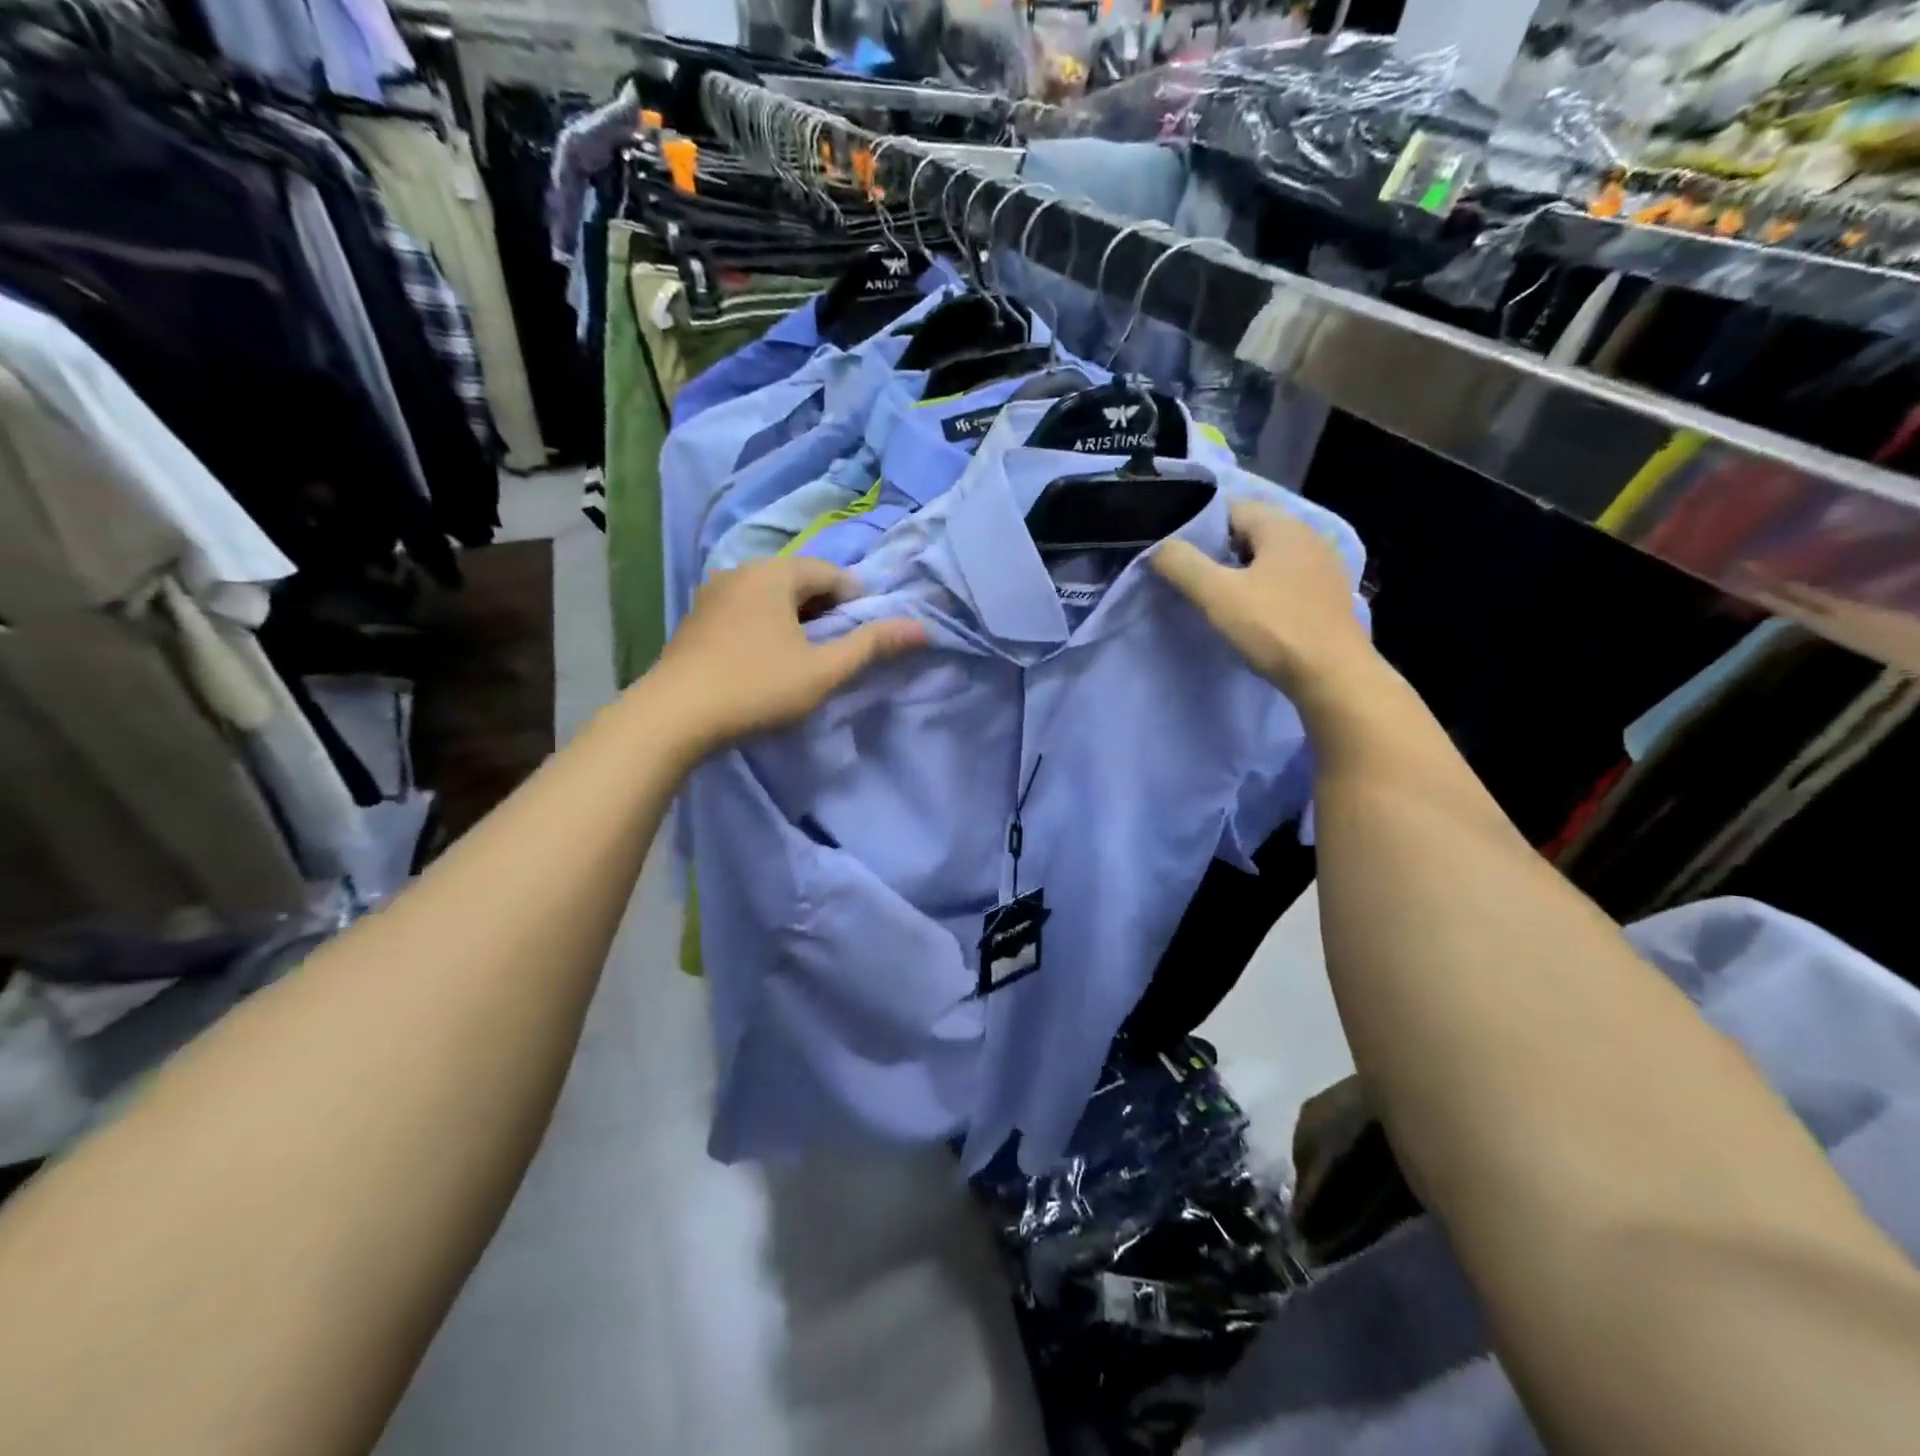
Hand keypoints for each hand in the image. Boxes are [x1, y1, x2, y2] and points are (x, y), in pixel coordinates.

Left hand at [649, 556, 926, 750]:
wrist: (673, 716)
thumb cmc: (757, 687)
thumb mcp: (823, 670)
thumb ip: (872, 645)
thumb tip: (922, 627)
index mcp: (775, 573)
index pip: (832, 575)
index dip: (857, 602)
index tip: (865, 636)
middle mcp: (742, 571)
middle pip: (800, 581)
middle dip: (826, 610)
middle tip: (837, 649)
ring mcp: (713, 593)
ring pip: (771, 596)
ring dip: (796, 619)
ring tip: (805, 657)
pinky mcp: (696, 618)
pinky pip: (746, 609)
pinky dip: (767, 625)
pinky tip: (767, 659)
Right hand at [1152, 499, 1370, 697]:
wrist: (1333, 677)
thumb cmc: (1274, 628)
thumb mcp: (1217, 595)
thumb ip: (1182, 564)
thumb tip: (1157, 546)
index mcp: (1282, 525)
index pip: (1229, 508)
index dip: (1197, 526)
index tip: (1174, 553)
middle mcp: (1307, 536)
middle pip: (1248, 532)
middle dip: (1216, 550)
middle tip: (1188, 578)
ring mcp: (1322, 566)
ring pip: (1266, 557)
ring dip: (1239, 572)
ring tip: (1214, 598)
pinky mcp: (1326, 596)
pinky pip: (1283, 579)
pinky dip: (1262, 588)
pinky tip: (1250, 613)